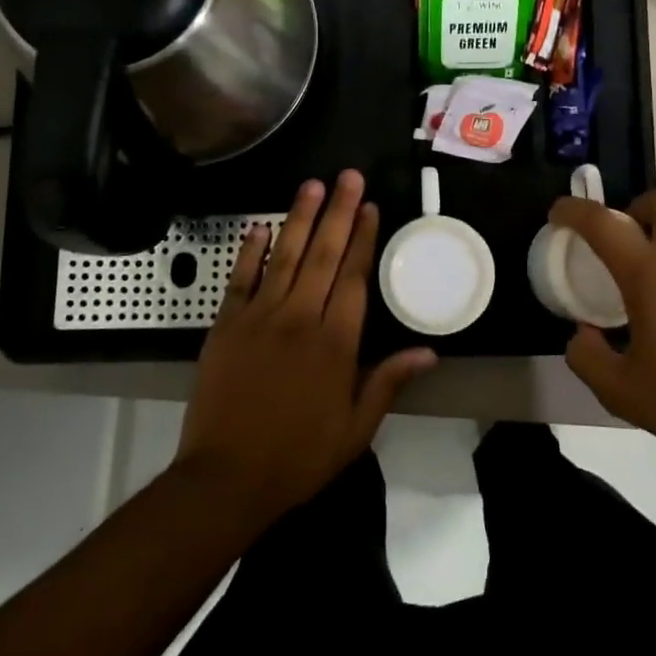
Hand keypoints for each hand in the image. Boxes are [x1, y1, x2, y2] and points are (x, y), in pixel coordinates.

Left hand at [175, 170, 436, 518]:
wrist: (226, 479)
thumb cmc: (298, 456)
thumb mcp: (355, 428)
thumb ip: (388, 382)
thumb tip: (429, 351)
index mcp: (336, 343)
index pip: (355, 278)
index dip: (364, 239)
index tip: (371, 207)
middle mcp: (300, 319)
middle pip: (324, 255)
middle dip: (340, 213)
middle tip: (349, 176)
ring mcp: (260, 318)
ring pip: (285, 256)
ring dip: (300, 218)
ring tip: (313, 185)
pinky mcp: (226, 325)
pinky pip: (240, 279)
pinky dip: (250, 251)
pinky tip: (260, 226)